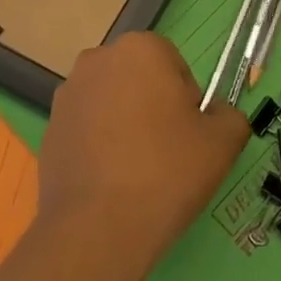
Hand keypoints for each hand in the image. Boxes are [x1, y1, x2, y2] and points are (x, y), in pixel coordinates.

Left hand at [37, 32, 248, 280]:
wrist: (95, 231)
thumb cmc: (166, 173)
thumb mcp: (223, 143)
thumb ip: (230, 116)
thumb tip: (217, 114)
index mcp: (140, 49)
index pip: (175, 64)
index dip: (187, 101)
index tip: (188, 135)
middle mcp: (98, 60)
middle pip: (141, 79)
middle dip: (155, 107)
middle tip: (167, 153)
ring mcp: (68, 94)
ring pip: (113, 103)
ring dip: (126, 125)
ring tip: (138, 172)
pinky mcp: (49, 128)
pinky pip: (88, 129)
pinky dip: (101, 146)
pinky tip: (111, 182)